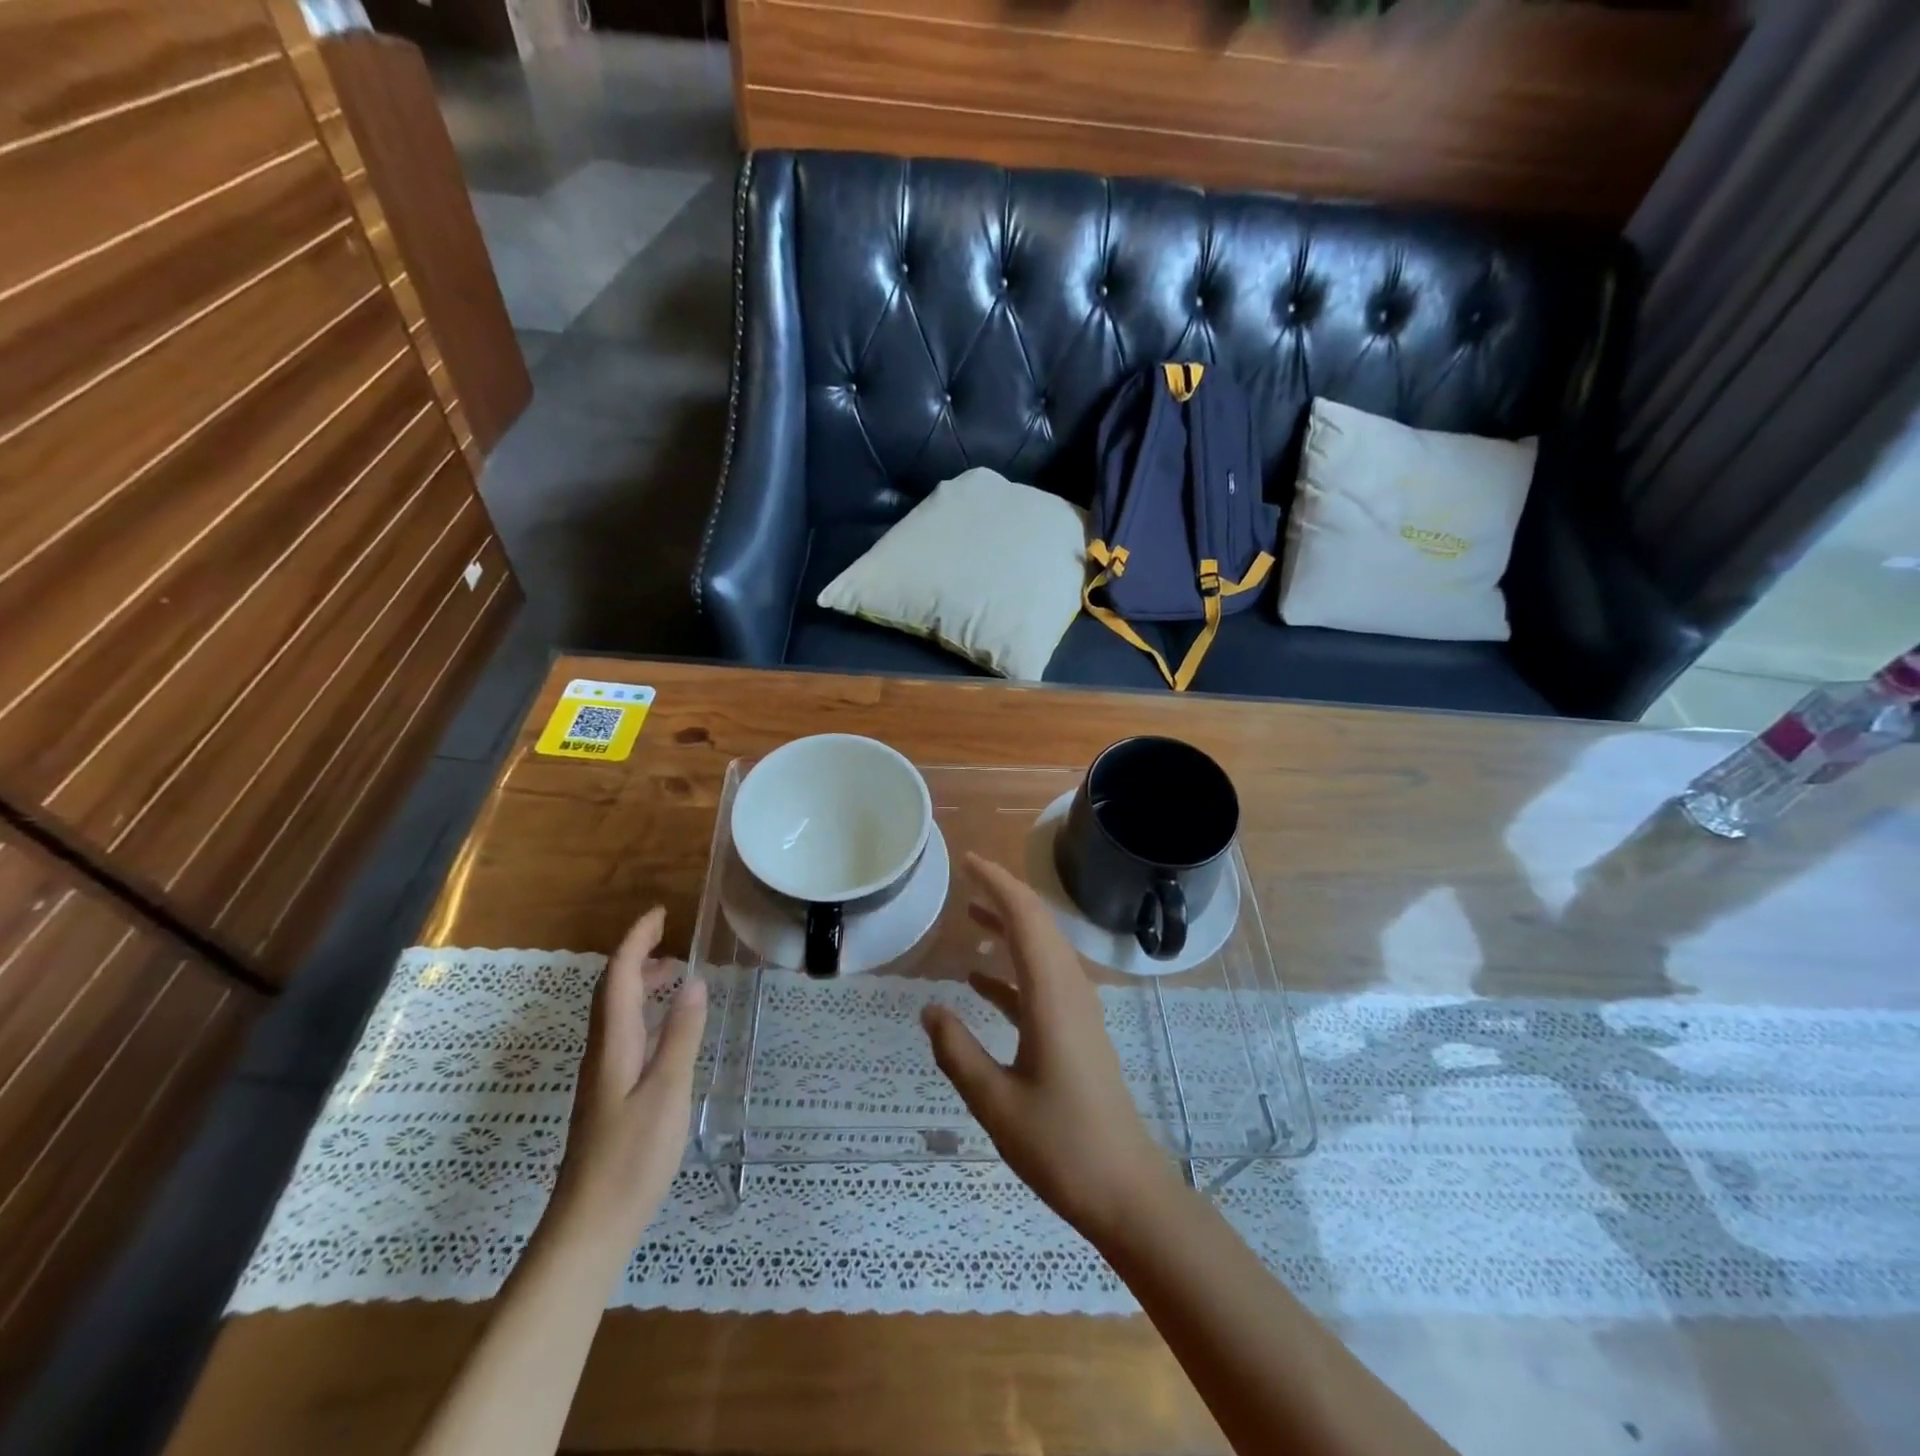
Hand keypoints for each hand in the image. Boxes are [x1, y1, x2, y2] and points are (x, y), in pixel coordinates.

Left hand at [554, 907, 707, 1246]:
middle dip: (638, 956)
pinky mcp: (607, 1095)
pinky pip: (624, 1034)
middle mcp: (602, 1051)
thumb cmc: (631, 1158)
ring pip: (617, 1013)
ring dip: (641, 985)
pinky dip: (644, 1014)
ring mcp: (602, 1075)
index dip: (636, 940)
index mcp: (614, 1043)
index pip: (620, 976)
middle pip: (613, 990)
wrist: (588, 1227)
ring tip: (675, 978)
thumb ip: (681, 1036)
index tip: (660, 913)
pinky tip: (665, 1032)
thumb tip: (694, 981)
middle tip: (672, 941)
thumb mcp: (667, 1092)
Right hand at [921, 854, 1178, 1243]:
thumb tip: (929, 1010)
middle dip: (1003, 893)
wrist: (1126, 1190)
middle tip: (965, 877)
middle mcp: (1069, 990)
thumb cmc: (1061, 1145)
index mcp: (1051, 995)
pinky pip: (1041, 981)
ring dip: (1008, 927)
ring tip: (970, 914)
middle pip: (1037, 924)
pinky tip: (979, 980)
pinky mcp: (1077, 1030)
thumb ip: (957, 1052)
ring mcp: (1076, 1010)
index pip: (1026, 917)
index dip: (998, 882)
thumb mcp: (995, 1102)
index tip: (967, 861)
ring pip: (1041, 950)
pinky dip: (1011, 969)